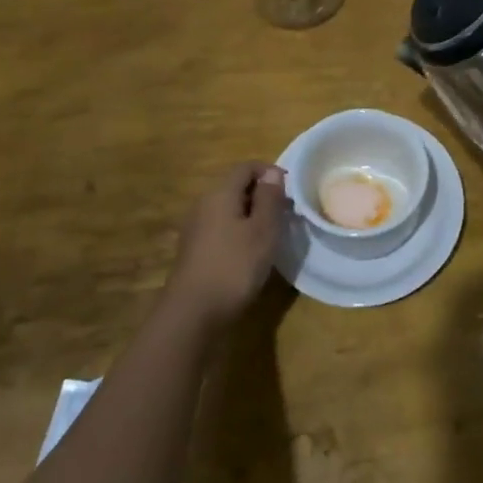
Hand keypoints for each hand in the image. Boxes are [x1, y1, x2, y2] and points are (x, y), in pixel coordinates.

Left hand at [163, 162, 290, 332]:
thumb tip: (272, 172)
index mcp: (220, 193)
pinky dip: (238, 231)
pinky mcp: (194, 251)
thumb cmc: (234, 266)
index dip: (270, 172)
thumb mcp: (262, 230)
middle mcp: (204, 204)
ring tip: (271, 234)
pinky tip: (249, 253)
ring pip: (228, 208)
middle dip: (262, 194)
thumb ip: (269, 198)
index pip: (246, 167)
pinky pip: (220, 228)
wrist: (192, 314)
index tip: (290, 191)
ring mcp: (195, 228)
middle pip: (235, 186)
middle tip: (285, 214)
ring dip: (251, 214)